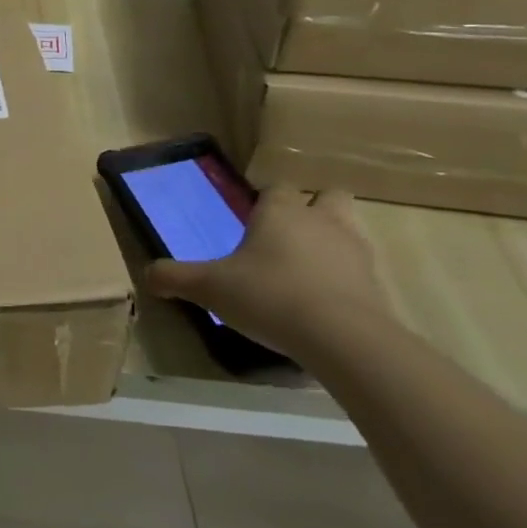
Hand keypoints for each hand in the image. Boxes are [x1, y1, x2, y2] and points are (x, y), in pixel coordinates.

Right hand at [143, 188, 389, 359]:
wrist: (344, 340)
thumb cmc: (269, 296)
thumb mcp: (209, 287)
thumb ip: (175, 277)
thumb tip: (147, 275)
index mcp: (281, 211)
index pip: (277, 187)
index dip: (266, 198)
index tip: (252, 216)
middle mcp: (322, 222)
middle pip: (329, 196)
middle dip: (313, 208)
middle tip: (288, 233)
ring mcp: (357, 253)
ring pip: (349, 231)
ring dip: (332, 243)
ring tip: (306, 270)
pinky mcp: (379, 288)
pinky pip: (361, 273)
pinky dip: (346, 281)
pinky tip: (324, 304)